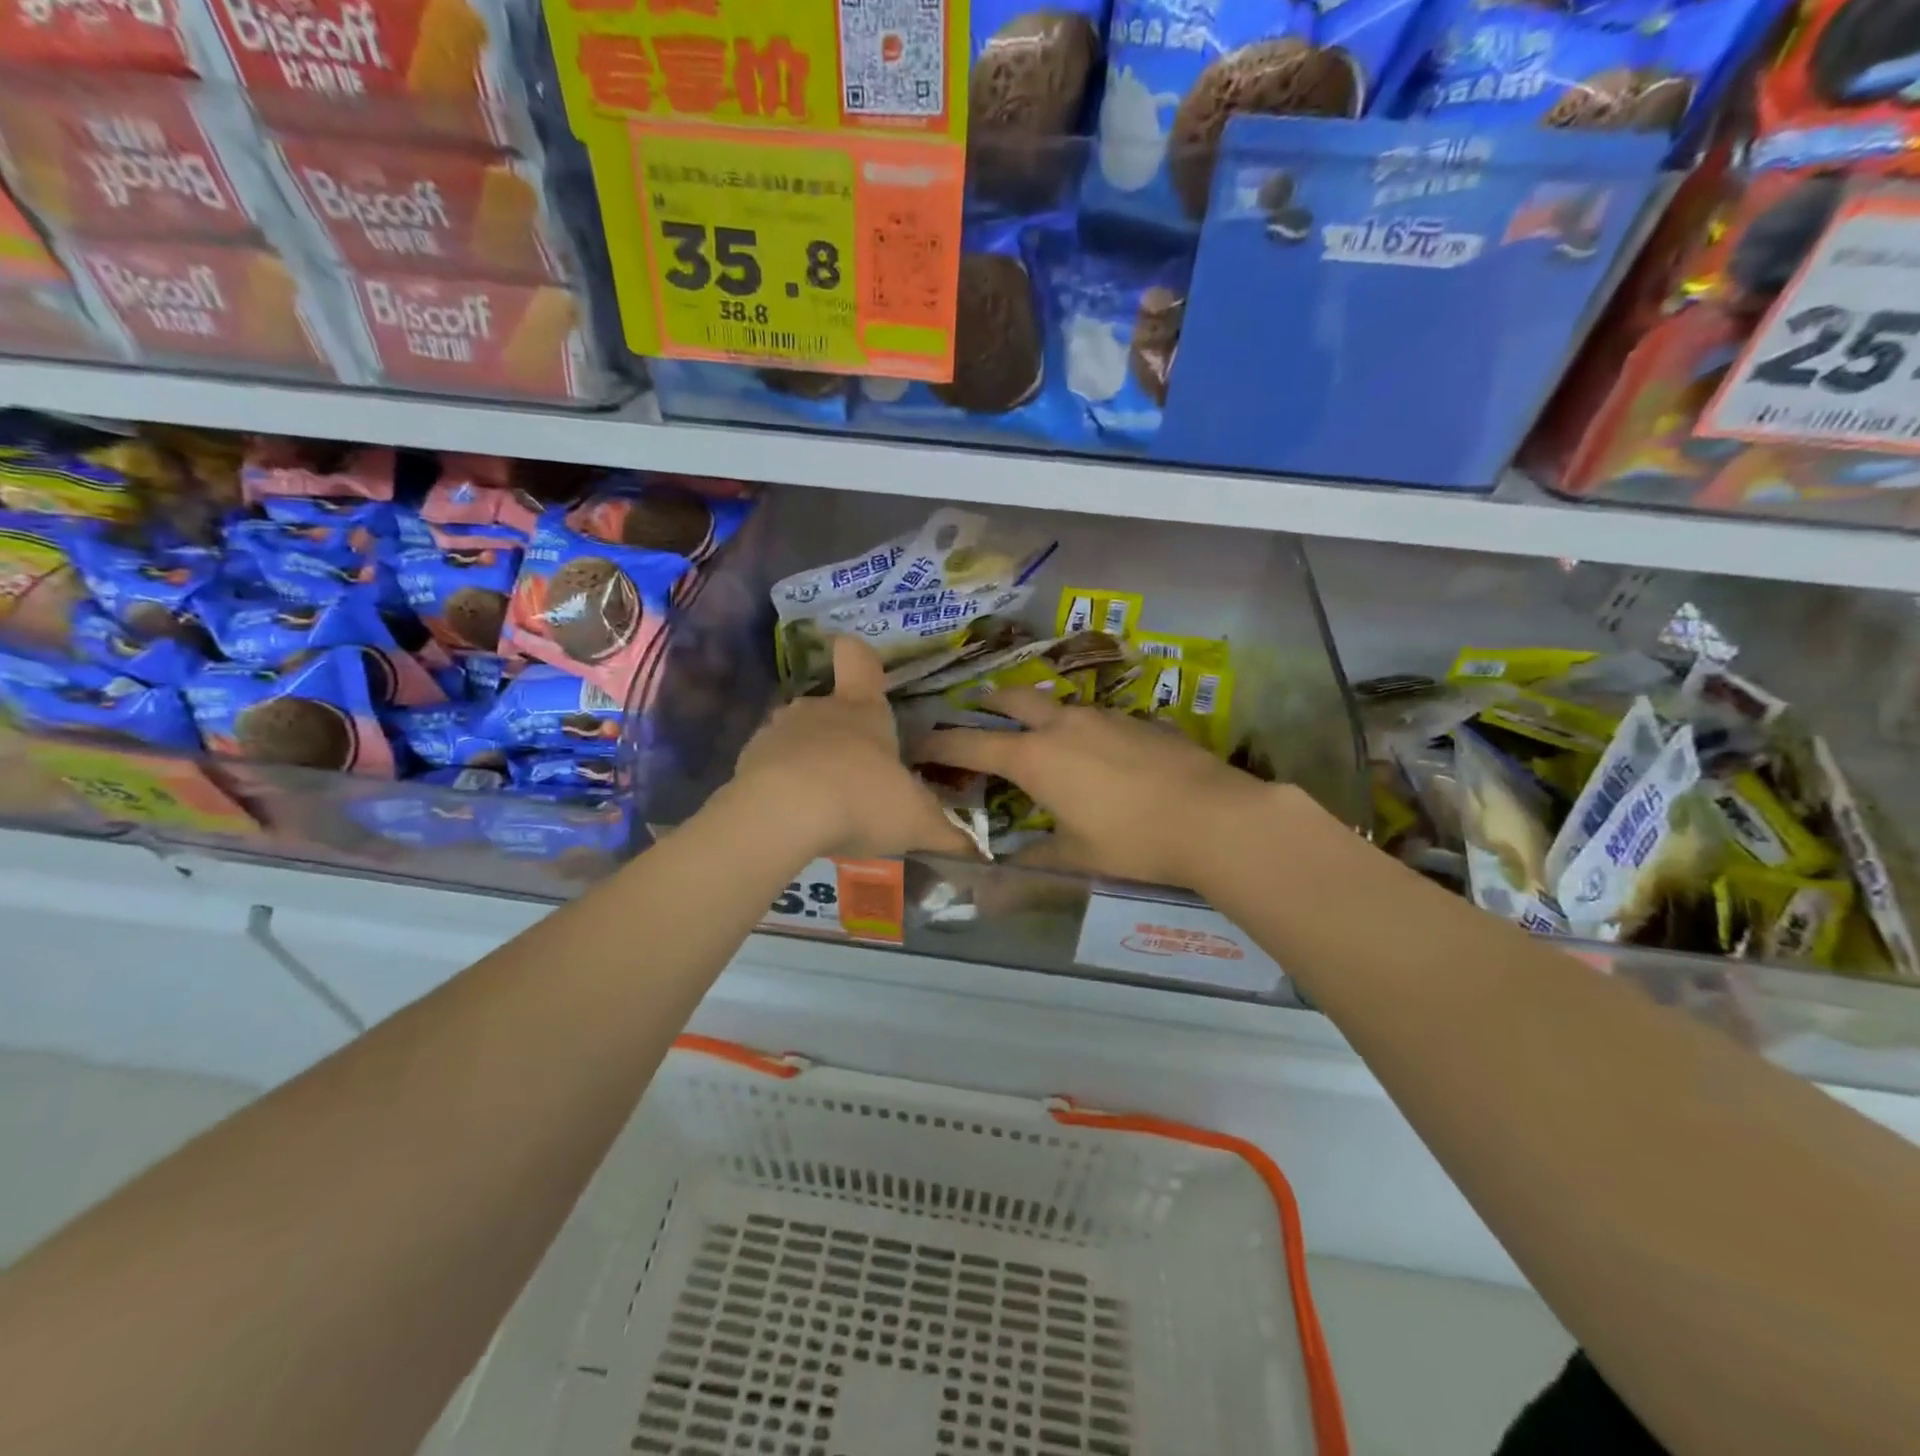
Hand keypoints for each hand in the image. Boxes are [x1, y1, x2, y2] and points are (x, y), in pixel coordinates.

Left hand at [729, 636, 967, 860]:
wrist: (783, 815)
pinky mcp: (748, 759)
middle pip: (830, 707)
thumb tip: (981, 850)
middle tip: (859, 777)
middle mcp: (819, 709)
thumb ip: (947, 833)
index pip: (859, 661)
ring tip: (824, 803)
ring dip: (809, 760)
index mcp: (863, 710)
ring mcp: (778, 731)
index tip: (857, 663)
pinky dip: (781, 783)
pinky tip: (793, 816)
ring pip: (797, 736)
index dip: (859, 657)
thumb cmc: (862, 800)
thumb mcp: (916, 821)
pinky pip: (770, 765)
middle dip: (842, 736)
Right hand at [910, 691, 1291, 888]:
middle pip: (1012, 698)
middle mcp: (1063, 724)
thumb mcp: (1076, 858)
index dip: (938, 742)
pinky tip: (1095, 749)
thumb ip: (1032, 864)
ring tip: (1035, 732)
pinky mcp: (1138, 719)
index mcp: (1035, 756)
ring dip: (1036, 711)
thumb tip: (992, 891)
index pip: (970, 741)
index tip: (917, 742)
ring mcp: (1103, 716)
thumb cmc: (1132, 840)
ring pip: (1056, 703)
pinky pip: (1095, 716)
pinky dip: (1079, 726)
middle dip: (988, 703)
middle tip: (975, 712)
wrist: (1213, 815)